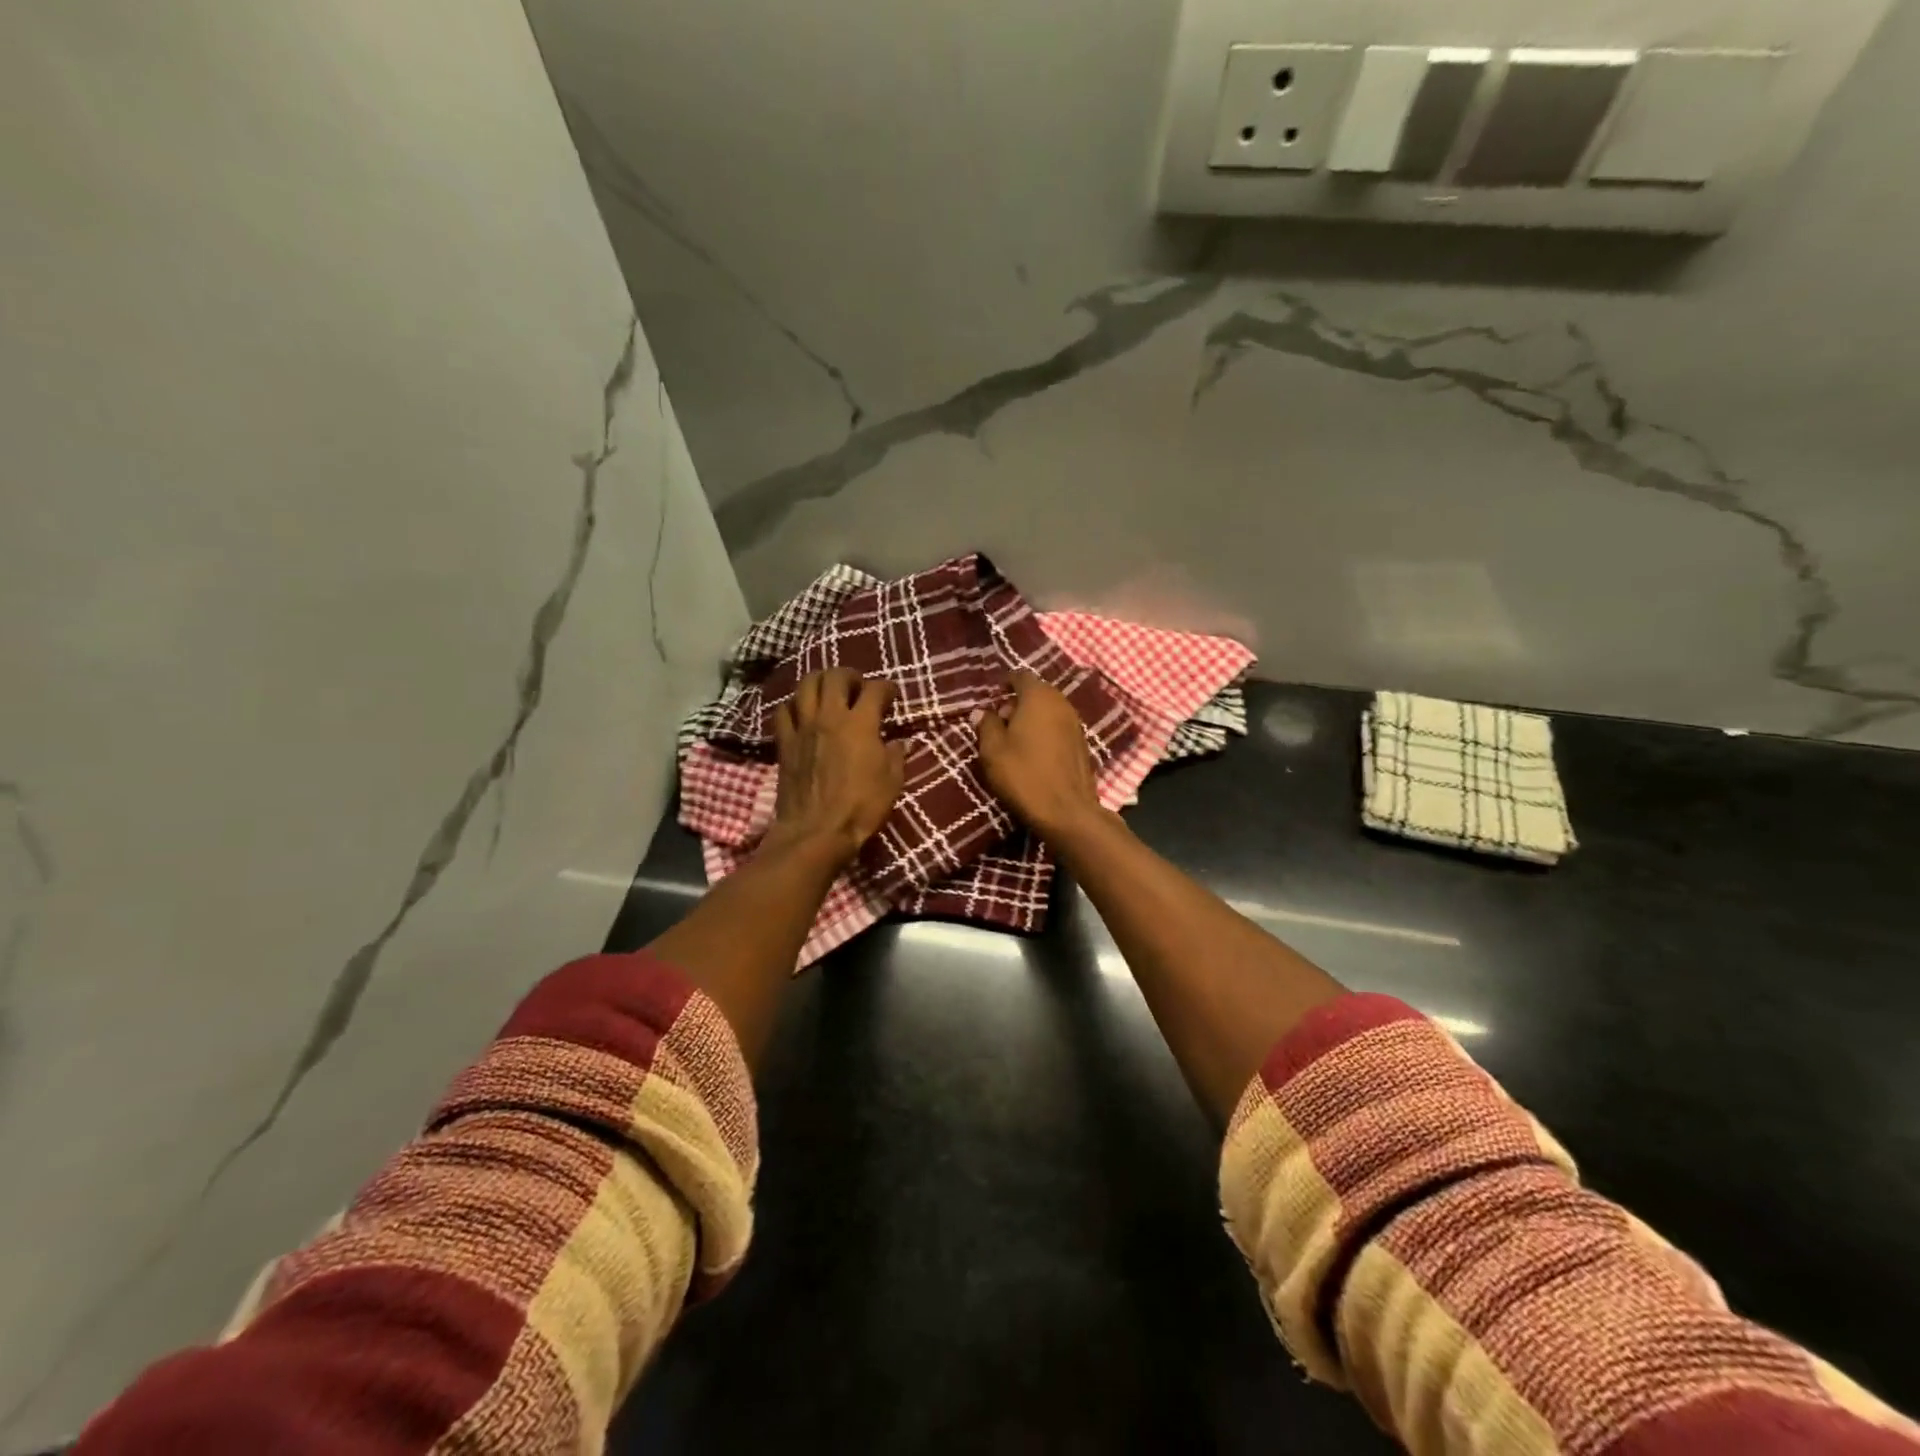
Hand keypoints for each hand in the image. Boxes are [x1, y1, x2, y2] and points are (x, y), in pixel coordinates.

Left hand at [766, 668, 906, 866]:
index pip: (876, 689)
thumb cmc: (860, 808)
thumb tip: (899, 742)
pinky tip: (802, 713)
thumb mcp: (892, 783)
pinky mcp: (784, 743)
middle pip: (835, 677)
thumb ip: (896, 756)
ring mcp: (803, 728)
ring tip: (829, 692)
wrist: (816, 832)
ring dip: (820, 682)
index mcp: (861, 724)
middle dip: (850, 676)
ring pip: (805, 685)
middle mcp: (830, 717)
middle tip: (858, 687)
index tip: (892, 696)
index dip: (887, 688)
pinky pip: (783, 711)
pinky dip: (794, 706)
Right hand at [975, 671, 1104, 841]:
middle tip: (999, 723)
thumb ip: (986, 725)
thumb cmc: (1024, 775)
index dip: (1003, 684)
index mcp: (1038, 697)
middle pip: (1036, 692)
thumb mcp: (993, 751)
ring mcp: (1076, 723)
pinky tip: (1034, 753)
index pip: (1020, 676)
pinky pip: (1059, 727)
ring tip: (1015, 741)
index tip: (991, 699)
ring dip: (1032, 718)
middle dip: (1017, 702)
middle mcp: (1061, 703)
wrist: (1067, 811)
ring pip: (1049, 710)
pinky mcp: (1083, 744)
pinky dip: (1045, 732)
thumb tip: (982, 712)